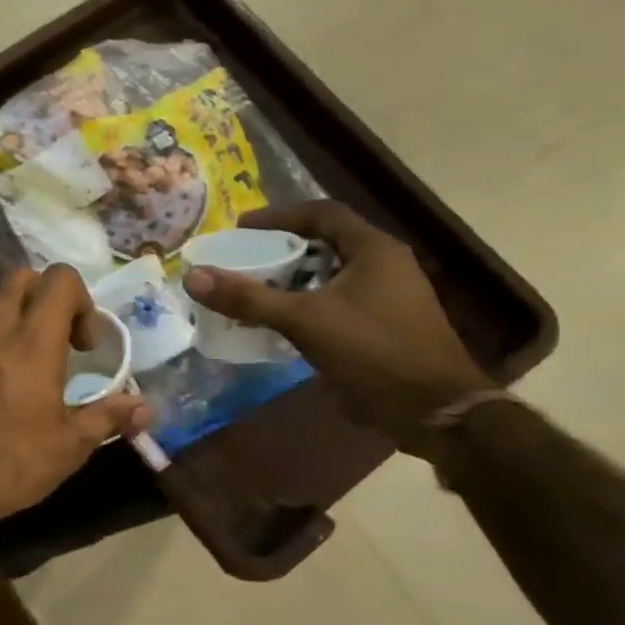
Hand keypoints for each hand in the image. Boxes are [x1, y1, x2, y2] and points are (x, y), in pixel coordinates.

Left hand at [0, 266, 149, 539]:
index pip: (59, 279)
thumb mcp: (69, 446)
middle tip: (61, 338)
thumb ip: (108, 417)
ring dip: (15, 307)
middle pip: (22, 276)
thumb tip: (145, 407)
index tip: (85, 345)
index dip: (81, 300)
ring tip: (29, 346)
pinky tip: (0, 367)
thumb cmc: (10, 463)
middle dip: (48, 295)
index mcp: (34, 342)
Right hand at [184, 201, 492, 448]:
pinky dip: (300, 304)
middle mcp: (382, 266)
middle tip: (240, 258)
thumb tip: (193, 276)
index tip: (241, 227)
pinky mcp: (378, 325)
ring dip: (288, 280)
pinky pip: (331, 302)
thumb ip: (248, 297)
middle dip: (279, 249)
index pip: (323, 215)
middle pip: (323, 244)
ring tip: (249, 289)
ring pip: (326, 275)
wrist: (431, 410)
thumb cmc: (373, 351)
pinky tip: (274, 322)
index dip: (280, 216)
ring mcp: (384, 297)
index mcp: (374, 251)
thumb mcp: (304, 320)